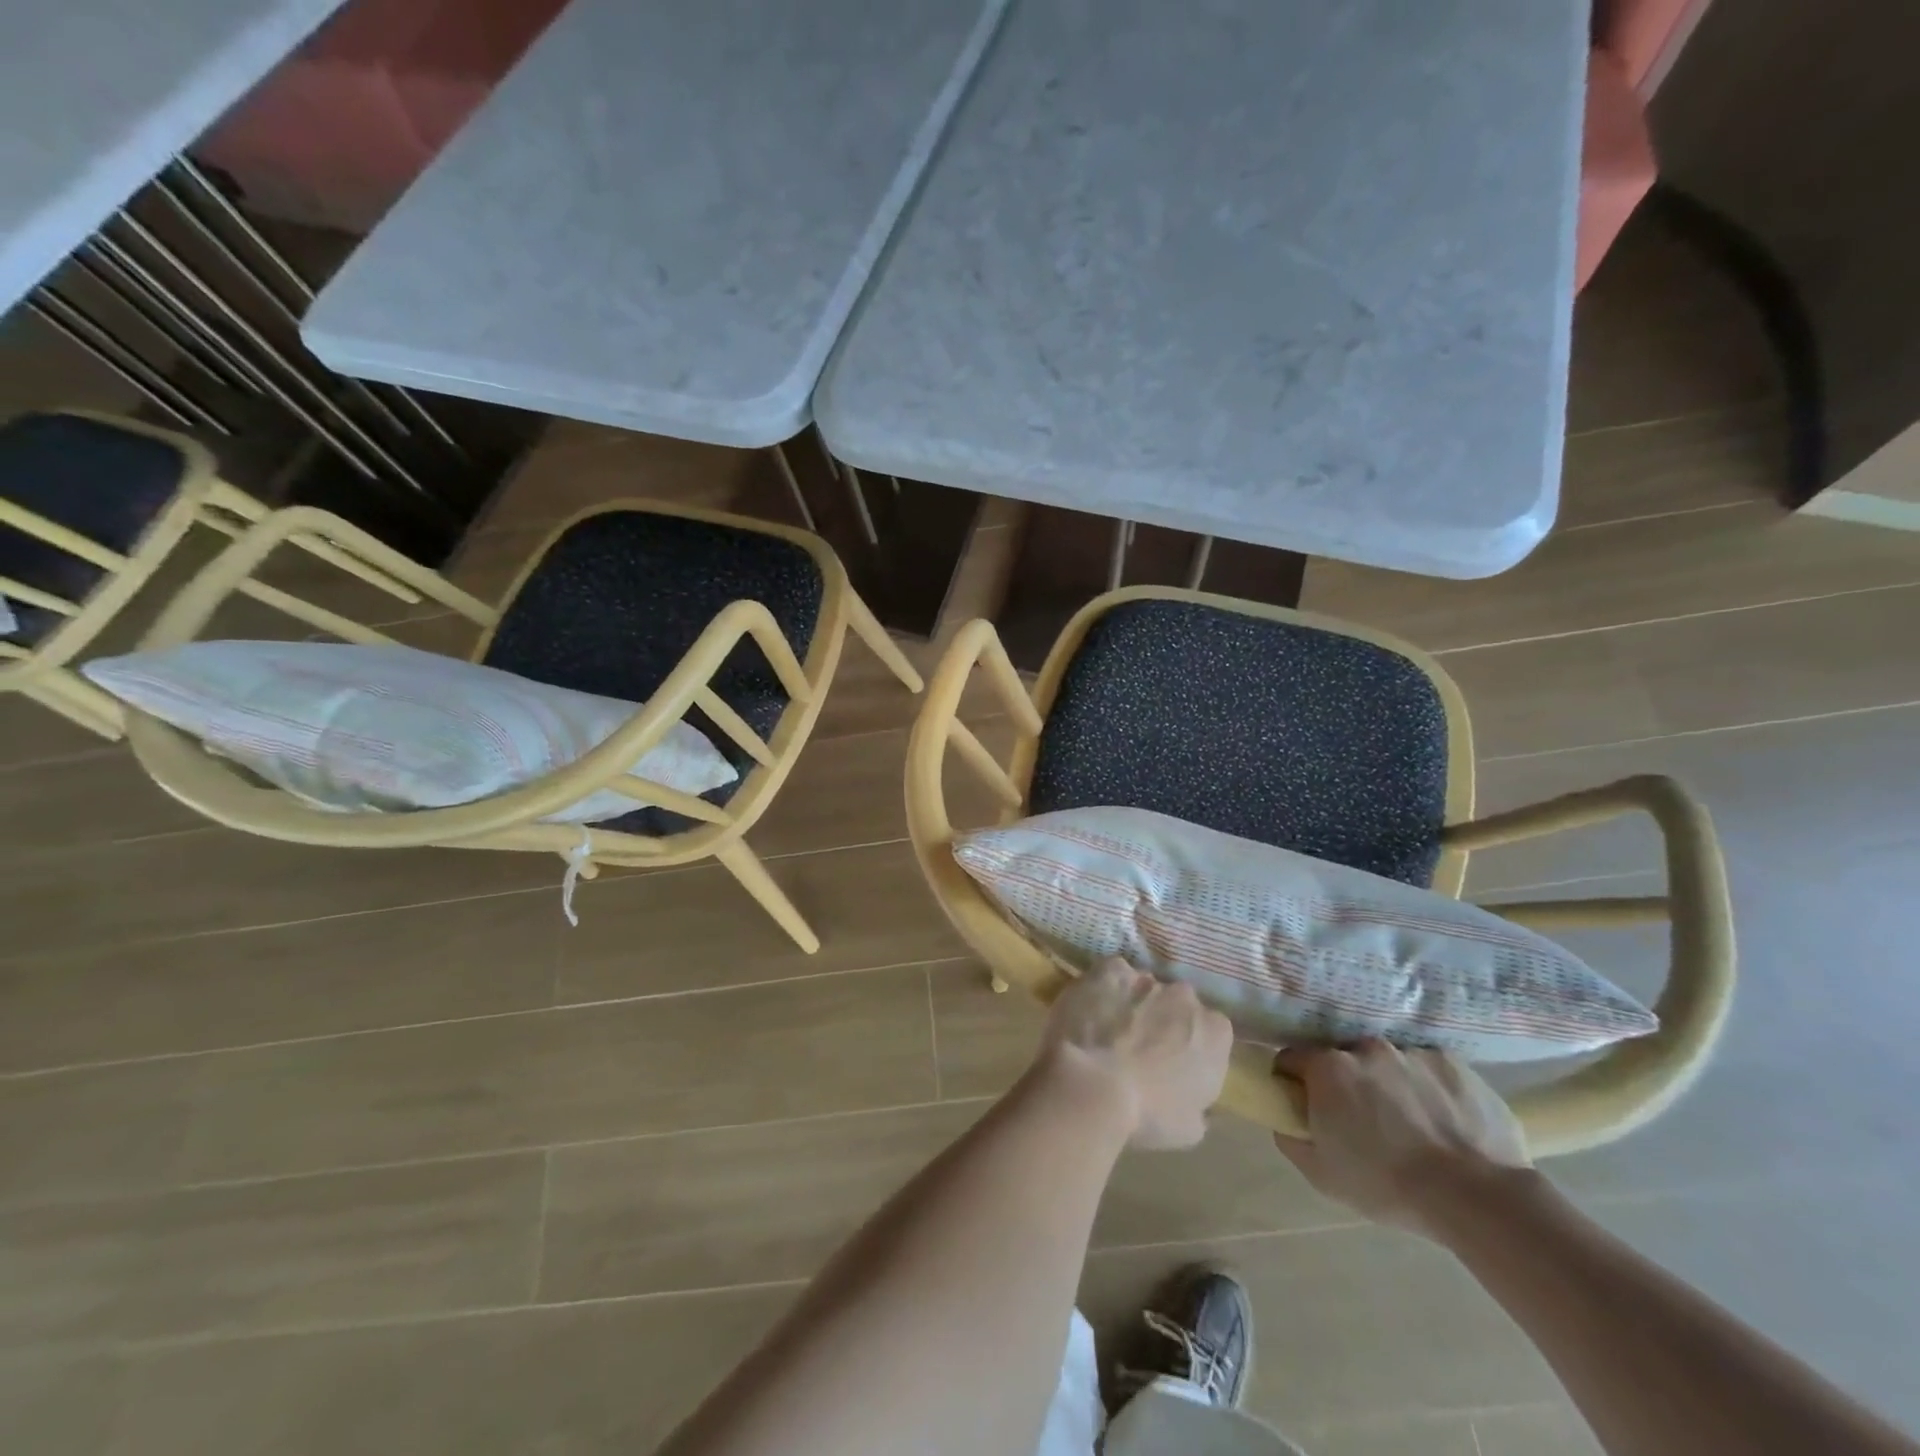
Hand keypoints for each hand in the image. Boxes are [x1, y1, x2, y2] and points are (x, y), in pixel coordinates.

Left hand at [1034, 958, 1233, 1149]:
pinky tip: (1090, 1008)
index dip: (1191, 1047)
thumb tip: (1195, 1102)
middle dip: (1163, 1020)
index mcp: (1216, 1032)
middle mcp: (1186, 996)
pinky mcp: (1110, 970)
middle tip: (1139, 1047)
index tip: (1173, 1065)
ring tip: (1107, 1029)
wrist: (1093, 1086)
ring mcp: (1146, 978)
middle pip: (1177, 1004)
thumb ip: (1199, 1105)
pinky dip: (1104, 988)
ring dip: (1132, 1003)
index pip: (1211, 1032)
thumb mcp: (1190, 1127)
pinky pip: (1112, 974)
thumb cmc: (1147, 1114)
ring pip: (1143, 987)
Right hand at [1271, 1040, 1532, 1237]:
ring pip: (1388, 1063)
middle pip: (1343, 1059)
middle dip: (1346, 1083)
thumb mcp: (1320, 1174)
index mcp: (1328, 1067)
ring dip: (1389, 1084)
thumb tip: (1288, 1120)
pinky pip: (1429, 1071)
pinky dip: (1429, 1089)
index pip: (1292, 1058)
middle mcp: (1365, 1048)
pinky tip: (1444, 1123)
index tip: (1306, 1106)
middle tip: (1362, 1122)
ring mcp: (1412, 1052)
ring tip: (1412, 1125)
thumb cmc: (1387, 1185)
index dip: (1293, 1081)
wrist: (1477, 1196)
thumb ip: (1291, 1137)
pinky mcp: (1453, 1063)